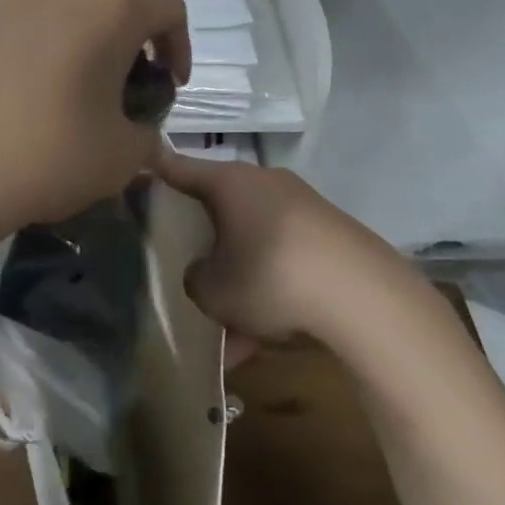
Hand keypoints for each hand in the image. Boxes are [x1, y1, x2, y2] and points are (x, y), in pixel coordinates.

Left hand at [0, 0, 189, 245]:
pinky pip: (28, 31)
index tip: (170, 87)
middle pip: (115, 7)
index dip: (180, 46)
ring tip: (76, 104)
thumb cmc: (48, 151)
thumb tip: (137, 134)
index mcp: (111, 5)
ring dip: (86, 52)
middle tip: (124, 99)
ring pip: (69, 16)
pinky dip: (45, 57)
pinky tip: (30, 105)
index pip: (167, 8)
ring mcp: (10, 0)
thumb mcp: (121, 157)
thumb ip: (145, 139)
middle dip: (130, 50)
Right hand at [154, 150, 434, 355]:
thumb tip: (207, 273)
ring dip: (243, 283)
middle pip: (223, 208)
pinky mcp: (333, 237)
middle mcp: (267, 184)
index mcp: (231, 183)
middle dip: (208, 243)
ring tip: (234, 337)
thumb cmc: (270, 277)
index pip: (180, 168)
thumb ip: (196, 278)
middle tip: (194, 274)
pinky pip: (287, 262)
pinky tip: (268, 340)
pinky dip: (274, 294)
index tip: (139, 164)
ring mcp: (305, 208)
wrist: (364, 298)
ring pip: (256, 244)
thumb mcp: (213, 289)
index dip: (156, 169)